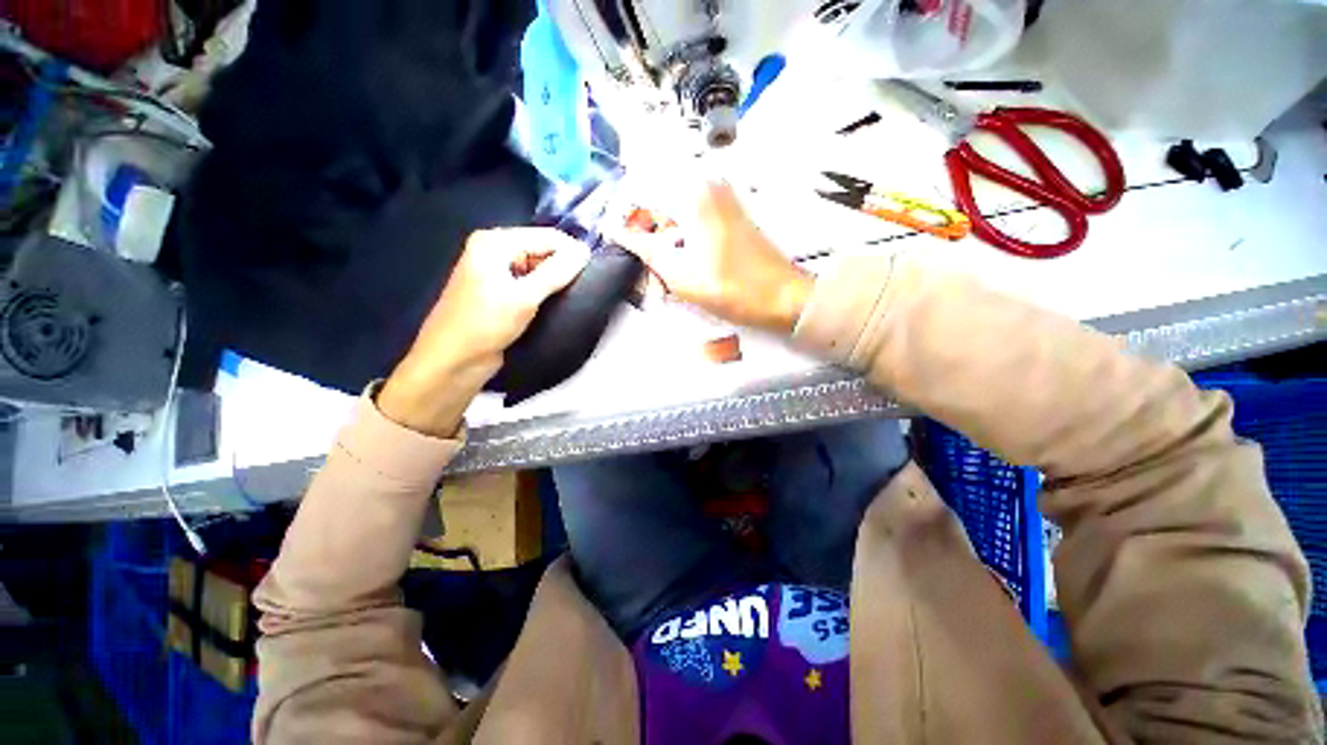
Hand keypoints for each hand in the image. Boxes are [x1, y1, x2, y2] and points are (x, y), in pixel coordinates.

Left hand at [379, 229, 590, 436]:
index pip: (546, 237)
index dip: (572, 252)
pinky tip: (558, 301)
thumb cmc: (484, 325)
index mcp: (494, 242)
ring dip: (556, 279)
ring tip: (575, 294)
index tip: (595, 271)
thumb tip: (584, 252)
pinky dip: (545, 290)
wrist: (453, 362)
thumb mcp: (523, 297)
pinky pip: (531, 282)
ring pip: (538, 267)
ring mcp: (496, 271)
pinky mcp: (500, 291)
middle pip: (542, 249)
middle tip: (585, 286)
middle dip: (564, 265)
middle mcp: (494, 250)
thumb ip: (556, 272)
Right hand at [612, 180, 811, 332]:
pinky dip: (678, 235)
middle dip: (643, 229)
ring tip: (661, 270)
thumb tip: (616, 232)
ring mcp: (720, 195)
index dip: (621, 214)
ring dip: (661, 236)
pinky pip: (690, 214)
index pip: (638, 189)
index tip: (613, 239)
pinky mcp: (728, 209)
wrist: (783, 296)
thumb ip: (644, 249)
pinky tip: (680, 262)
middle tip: (641, 263)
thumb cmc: (733, 289)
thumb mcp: (680, 275)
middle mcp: (706, 183)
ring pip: (672, 208)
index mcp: (692, 193)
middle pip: (656, 197)